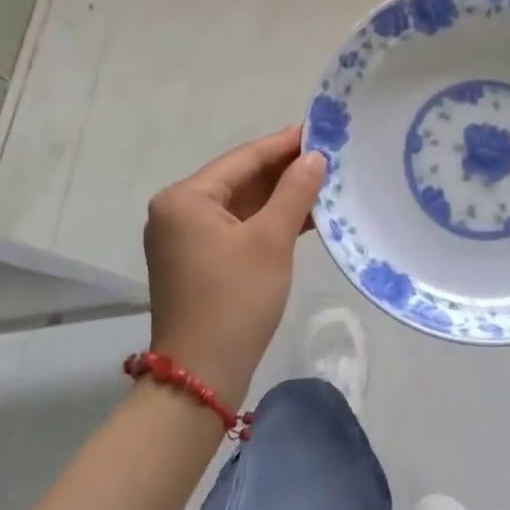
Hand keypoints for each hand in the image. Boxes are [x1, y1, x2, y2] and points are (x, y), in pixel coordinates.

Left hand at [143, 126, 324, 405]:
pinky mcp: (199, 260)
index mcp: (186, 198)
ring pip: (243, 203)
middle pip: (242, 178)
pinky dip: (270, 220)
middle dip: (286, 169)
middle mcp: (179, 211)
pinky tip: (307, 214)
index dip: (286, 143)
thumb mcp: (271, 240)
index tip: (322, 129)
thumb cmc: (234, 301)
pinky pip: (239, 226)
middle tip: (331, 155)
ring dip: (281, 195)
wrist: (200, 380)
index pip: (244, 158)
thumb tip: (315, 156)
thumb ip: (295, 191)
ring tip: (326, 181)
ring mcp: (187, 237)